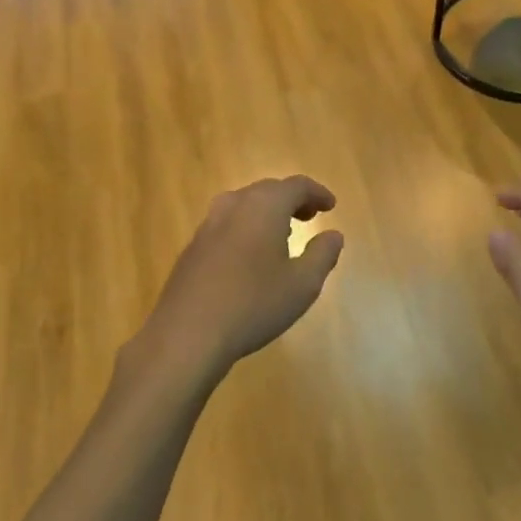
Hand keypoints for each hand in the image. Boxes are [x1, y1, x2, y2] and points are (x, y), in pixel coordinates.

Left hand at [138, 176, 344, 381]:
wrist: (187, 334)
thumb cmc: (254, 305)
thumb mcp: (303, 284)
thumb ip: (323, 254)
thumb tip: (333, 235)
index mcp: (264, 207)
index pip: (295, 186)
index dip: (316, 193)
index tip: (330, 206)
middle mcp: (233, 206)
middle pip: (267, 190)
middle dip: (292, 200)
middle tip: (310, 216)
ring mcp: (207, 226)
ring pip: (243, 205)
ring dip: (266, 212)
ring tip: (283, 234)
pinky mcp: (192, 248)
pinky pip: (226, 225)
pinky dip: (246, 228)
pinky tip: (250, 257)